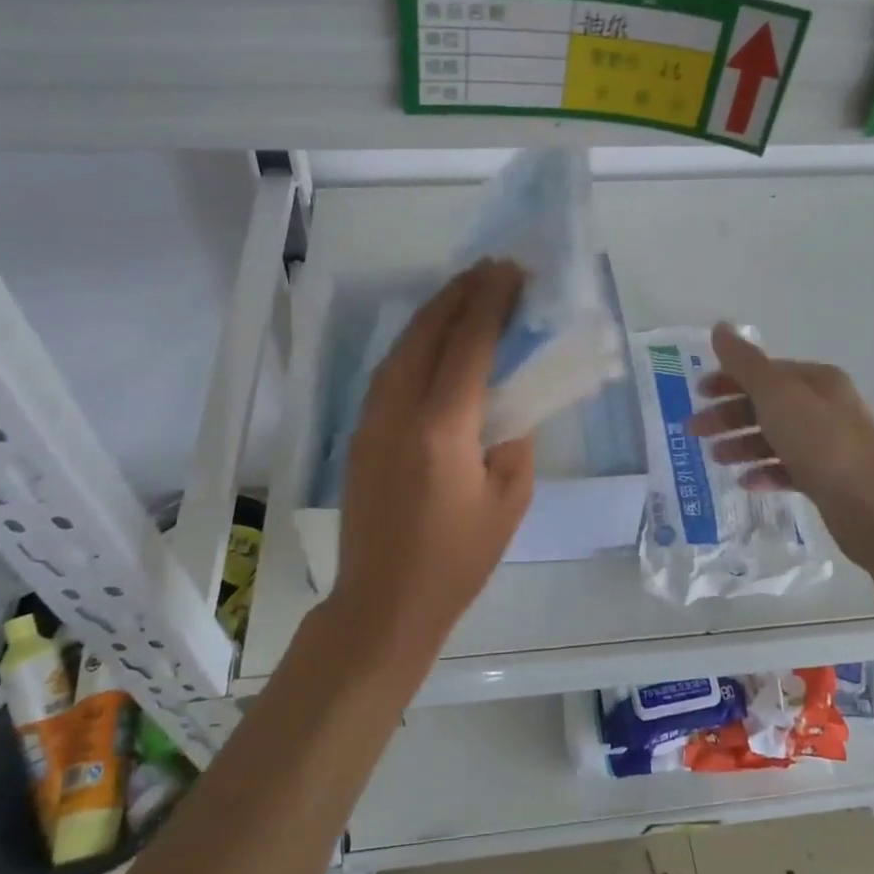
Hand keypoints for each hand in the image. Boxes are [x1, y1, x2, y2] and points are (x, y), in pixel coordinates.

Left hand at [330, 260, 536, 672]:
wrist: (383, 603)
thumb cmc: (457, 560)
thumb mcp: (509, 501)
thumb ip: (514, 440)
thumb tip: (506, 404)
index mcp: (442, 428)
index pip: (468, 345)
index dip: (490, 303)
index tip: (510, 272)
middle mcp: (399, 411)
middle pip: (426, 332)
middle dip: (459, 294)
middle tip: (490, 270)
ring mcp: (371, 420)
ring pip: (401, 346)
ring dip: (433, 313)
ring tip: (463, 292)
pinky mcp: (360, 433)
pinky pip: (389, 370)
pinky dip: (415, 342)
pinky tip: (433, 339)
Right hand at [687, 323, 873, 559]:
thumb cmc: (822, 443)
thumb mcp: (777, 396)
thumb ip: (745, 363)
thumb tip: (720, 327)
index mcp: (816, 381)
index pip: (765, 372)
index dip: (728, 379)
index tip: (697, 394)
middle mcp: (825, 407)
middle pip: (767, 404)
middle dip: (729, 415)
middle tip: (694, 432)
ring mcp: (829, 444)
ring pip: (775, 437)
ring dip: (742, 444)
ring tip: (717, 459)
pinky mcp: (829, 479)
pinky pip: (788, 469)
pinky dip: (765, 472)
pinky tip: (747, 482)